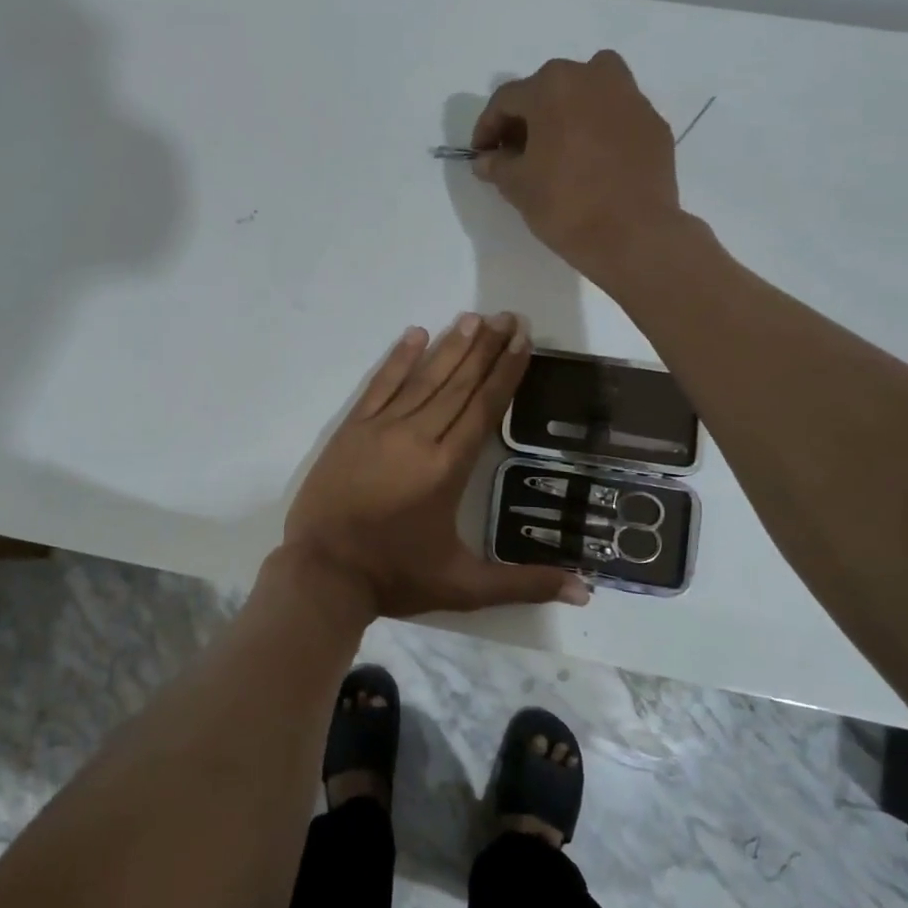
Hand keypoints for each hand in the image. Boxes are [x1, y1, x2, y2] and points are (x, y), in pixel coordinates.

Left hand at [282, 314, 590, 618]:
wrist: (323, 573)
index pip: (484, 408)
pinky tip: (415, 335)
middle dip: (486, 348)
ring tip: (473, 318)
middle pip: (458, 384)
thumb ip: (523, 584)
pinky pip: (379, 386)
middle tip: (508, 316)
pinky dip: (398, 360)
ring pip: (423, 379)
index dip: (505, 372)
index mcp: (447, 468)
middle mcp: (417, 437)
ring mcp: (380, 429)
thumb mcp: (464, 587)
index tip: (522, 340)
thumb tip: (584, 591)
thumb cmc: (395, 576)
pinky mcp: (351, 430)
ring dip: (450, 347)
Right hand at [472, 50, 683, 281]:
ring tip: (558, 149)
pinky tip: (592, 162)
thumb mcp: (518, 186)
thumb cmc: (565, 204)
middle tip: (517, 153)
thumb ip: (497, 165)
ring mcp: (630, 97)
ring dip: (568, 114)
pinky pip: (616, 117)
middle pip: (549, 90)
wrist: (633, 234)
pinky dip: (599, 130)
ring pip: (589, 93)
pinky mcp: (653, 123)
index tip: (482, 155)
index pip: (507, 100)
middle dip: (528, 119)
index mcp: (553, 86)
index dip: (488, 128)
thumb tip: (486, 159)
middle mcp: (593, 77)